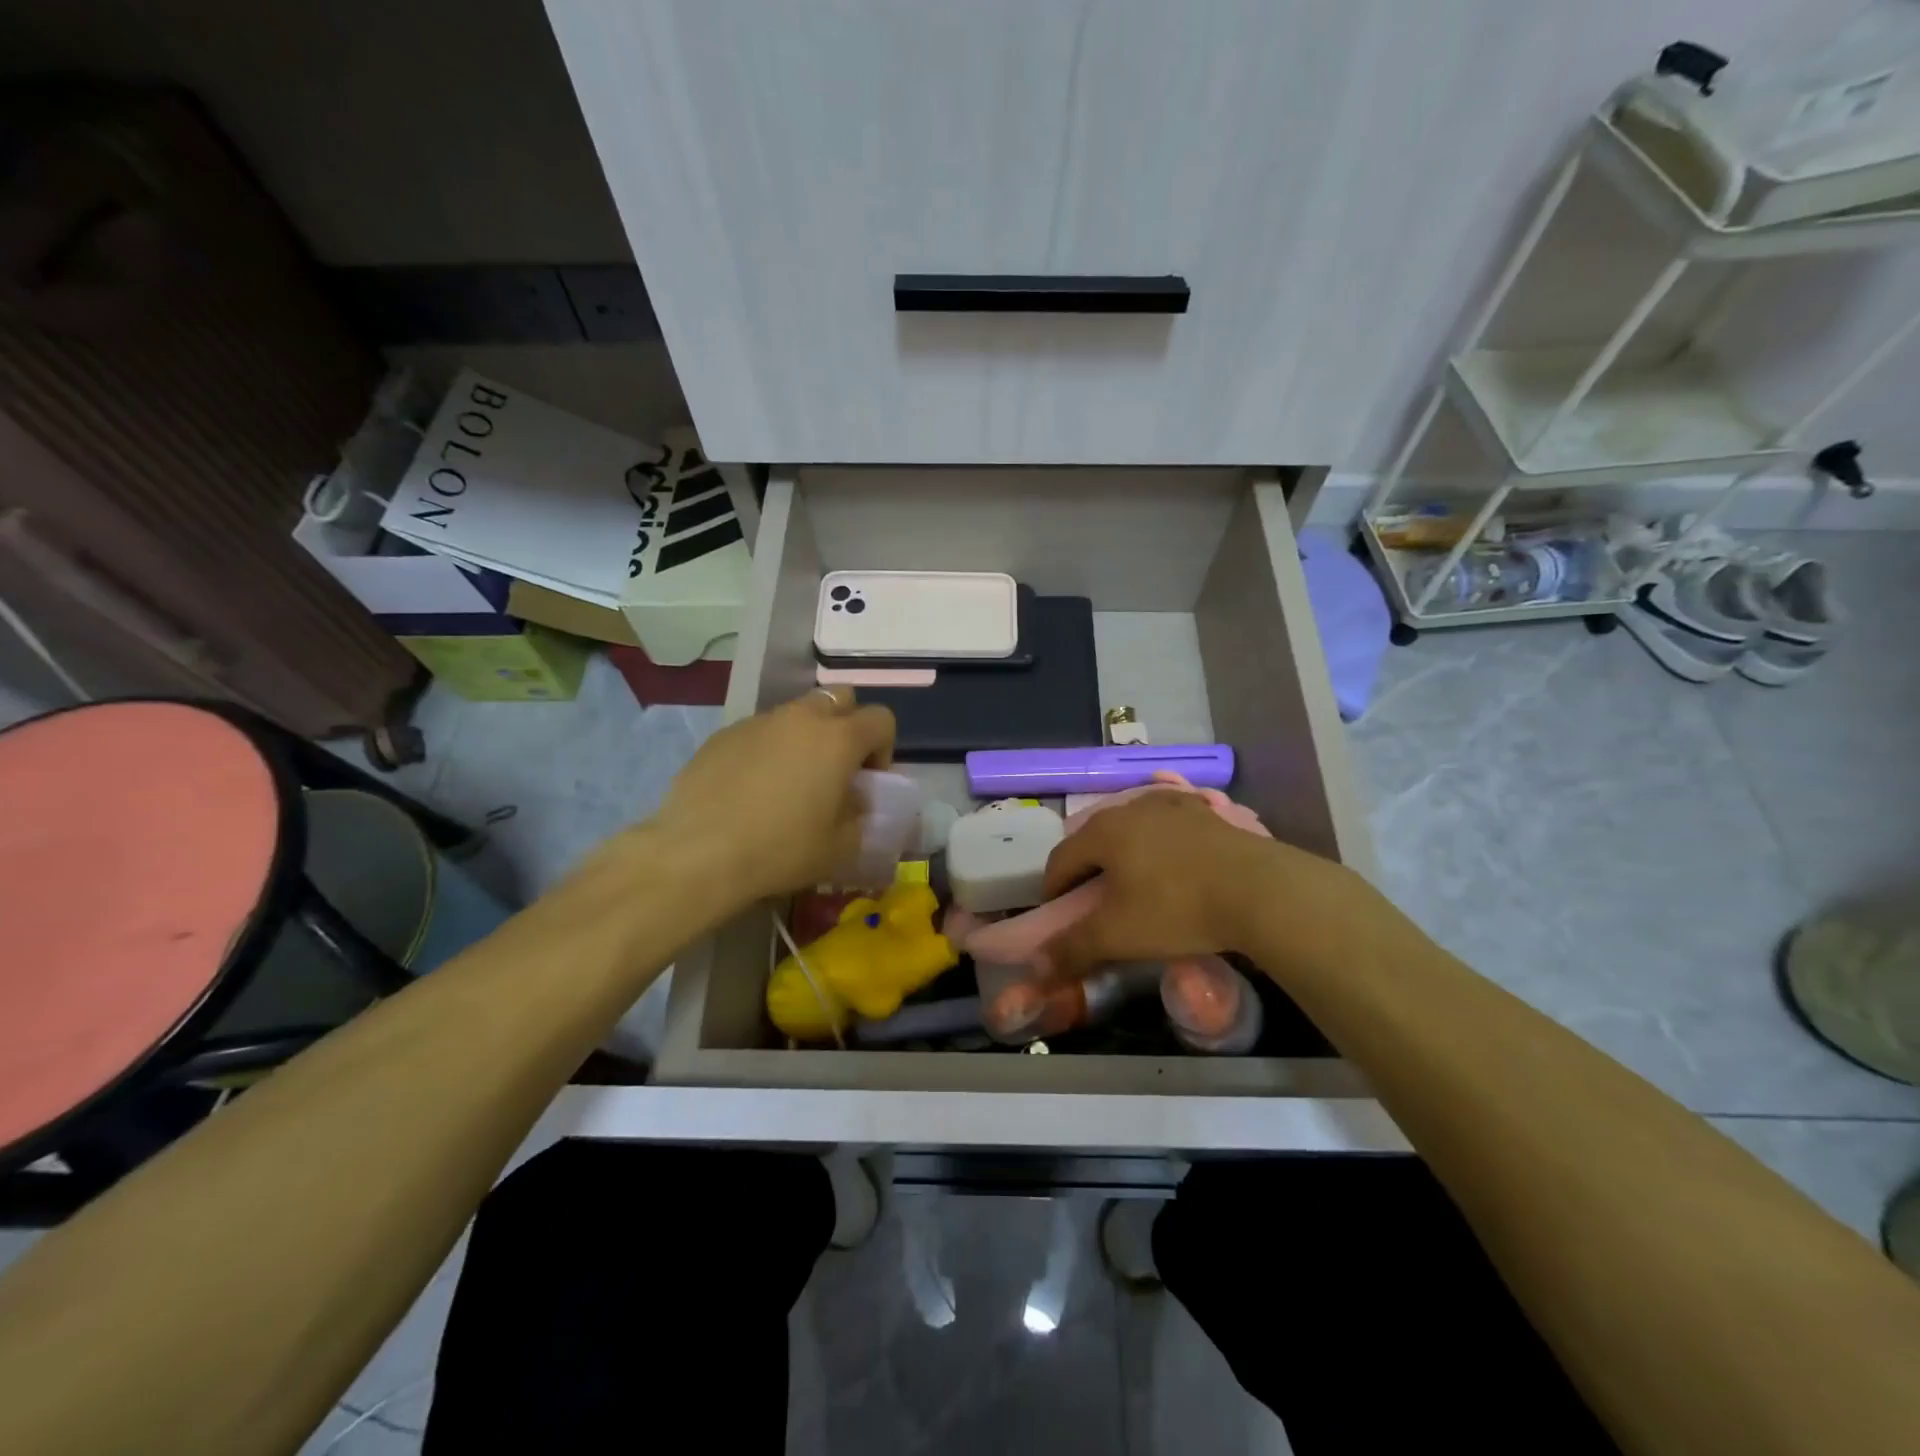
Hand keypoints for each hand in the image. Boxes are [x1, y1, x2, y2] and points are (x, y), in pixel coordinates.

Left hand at [651, 686, 895, 903]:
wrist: (698, 853)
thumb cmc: (781, 849)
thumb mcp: (840, 847)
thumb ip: (858, 816)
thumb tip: (851, 801)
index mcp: (838, 739)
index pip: (881, 719)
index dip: (883, 748)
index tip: (867, 781)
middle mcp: (800, 718)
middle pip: (839, 698)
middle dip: (846, 725)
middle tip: (835, 767)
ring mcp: (758, 722)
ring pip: (795, 713)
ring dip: (804, 737)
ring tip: (789, 781)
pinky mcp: (722, 735)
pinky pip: (758, 732)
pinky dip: (766, 750)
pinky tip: (750, 790)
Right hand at [1037, 789, 1349, 980]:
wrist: (1259, 889)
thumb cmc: (1177, 908)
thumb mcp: (1118, 935)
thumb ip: (1072, 949)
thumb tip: (1036, 967)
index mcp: (1102, 832)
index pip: (1060, 859)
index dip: (1053, 890)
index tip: (1059, 916)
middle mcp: (1130, 808)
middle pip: (1094, 839)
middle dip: (1087, 869)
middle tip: (1094, 904)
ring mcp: (1171, 804)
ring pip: (1131, 828)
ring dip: (1123, 854)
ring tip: (1135, 884)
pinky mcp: (1204, 811)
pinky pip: (1167, 824)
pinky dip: (1159, 842)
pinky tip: (1173, 861)